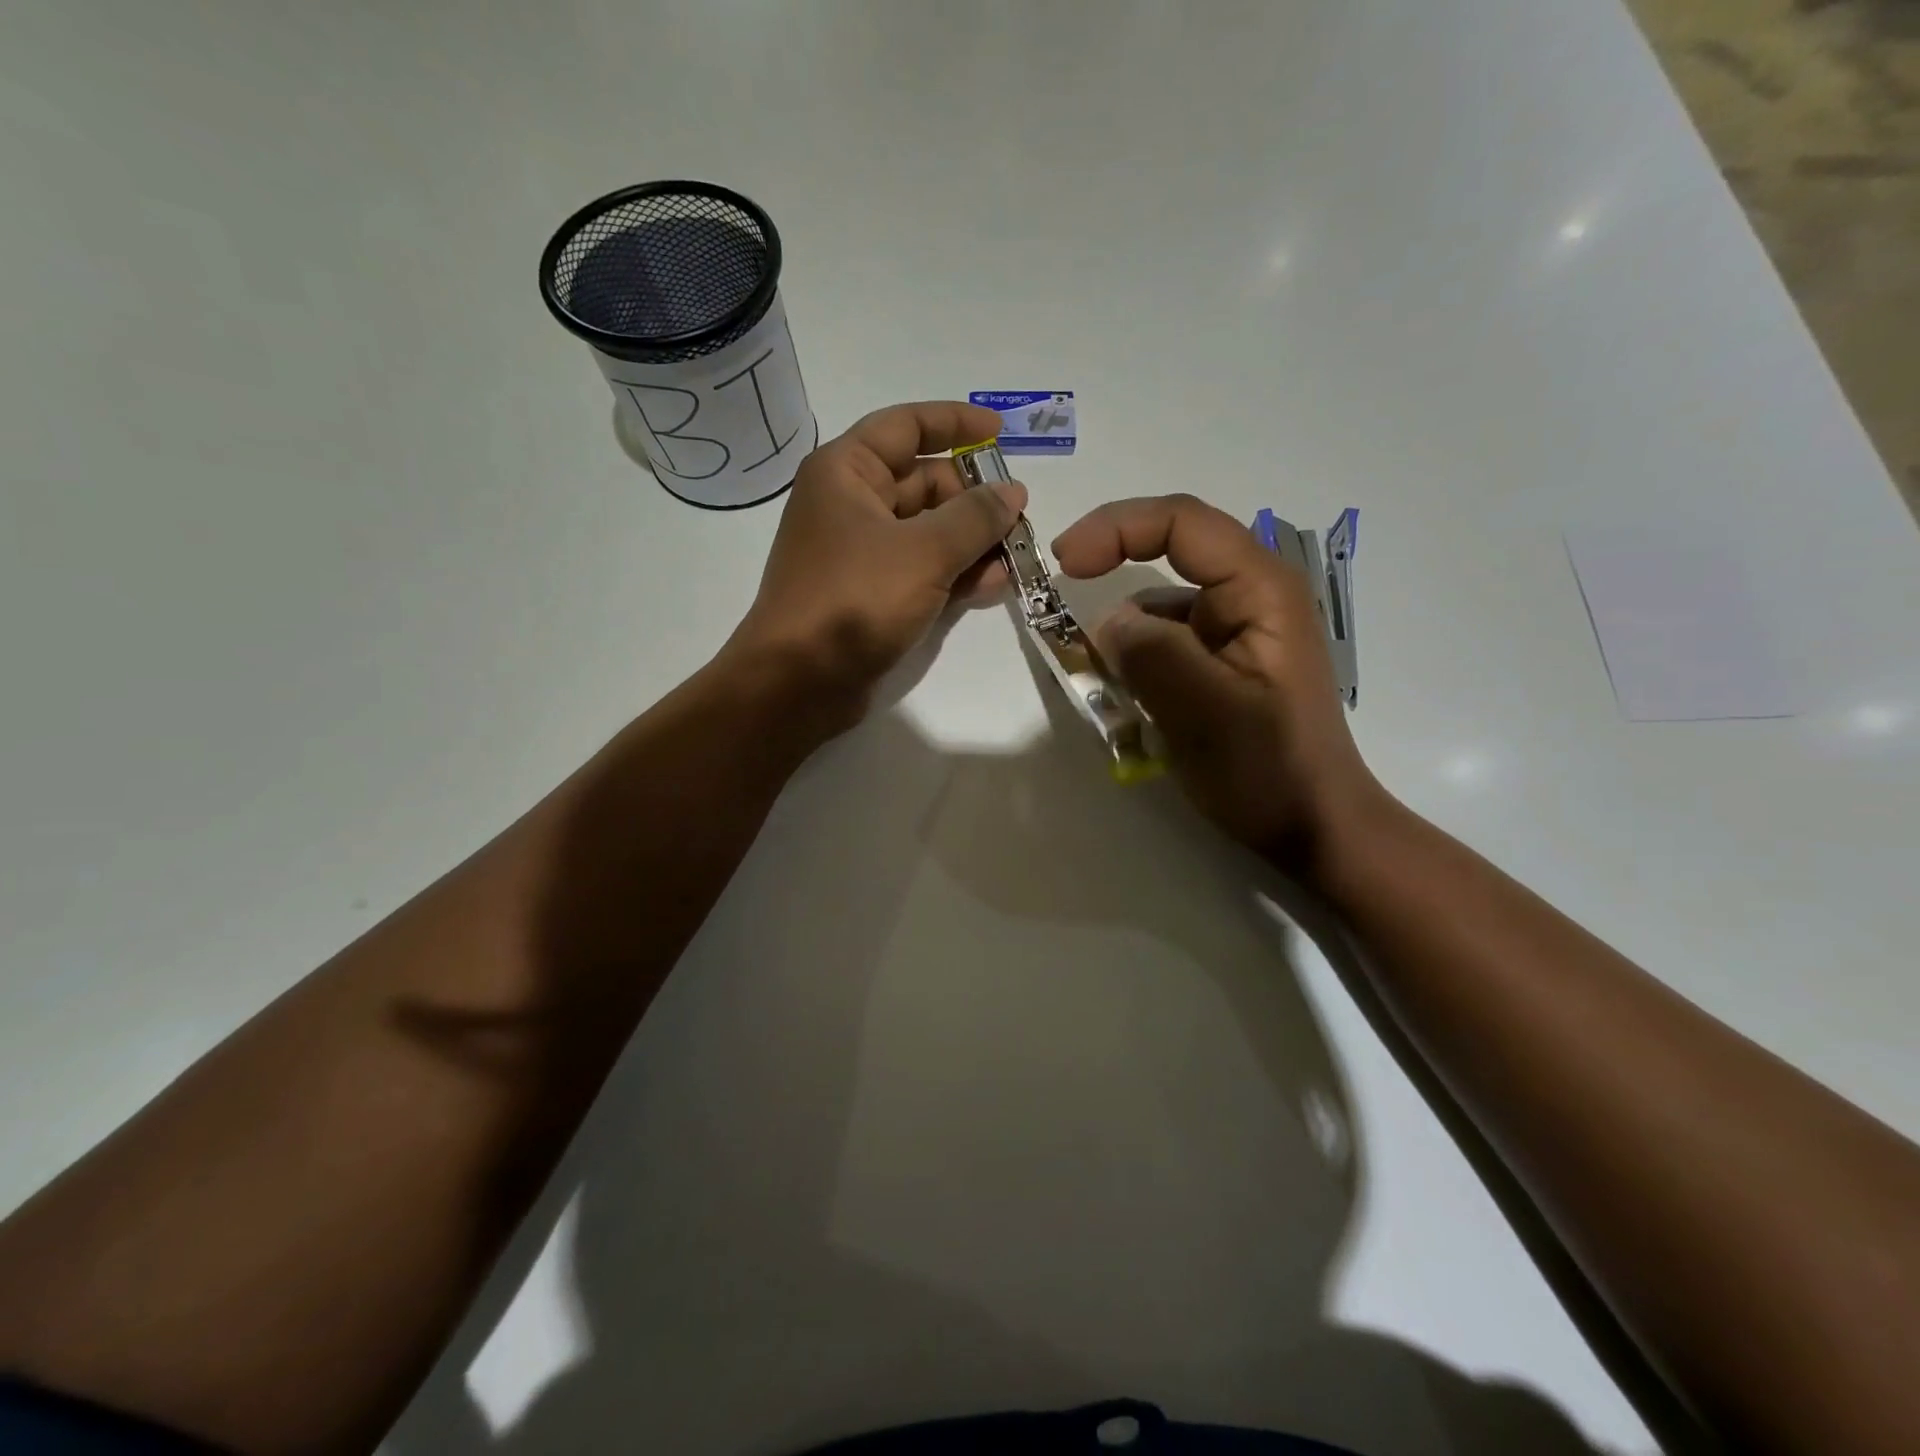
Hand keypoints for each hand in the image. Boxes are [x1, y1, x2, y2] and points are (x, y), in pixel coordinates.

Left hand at [725, 401, 1026, 729]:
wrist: (798, 682)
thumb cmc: (854, 601)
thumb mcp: (924, 552)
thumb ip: (975, 517)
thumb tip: (1012, 493)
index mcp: (847, 471)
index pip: (907, 425)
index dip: (956, 423)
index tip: (1002, 433)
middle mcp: (851, 503)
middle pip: (924, 482)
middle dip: (974, 499)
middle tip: (1019, 520)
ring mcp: (860, 552)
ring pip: (927, 531)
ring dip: (971, 541)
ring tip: (1016, 558)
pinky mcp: (870, 593)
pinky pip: (920, 569)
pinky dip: (954, 574)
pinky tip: (992, 586)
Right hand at [1051, 494, 1381, 873]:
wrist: (1314, 828)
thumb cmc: (1268, 770)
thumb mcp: (1205, 712)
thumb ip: (1151, 655)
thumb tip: (1105, 622)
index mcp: (1260, 590)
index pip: (1182, 522)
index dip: (1115, 528)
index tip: (1064, 564)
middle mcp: (1251, 596)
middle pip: (1171, 553)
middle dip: (1112, 571)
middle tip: (1061, 602)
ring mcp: (1238, 630)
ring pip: (1162, 605)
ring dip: (1123, 631)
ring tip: (1097, 678)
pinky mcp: (1225, 662)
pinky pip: (1167, 642)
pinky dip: (1136, 660)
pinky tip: (1126, 700)